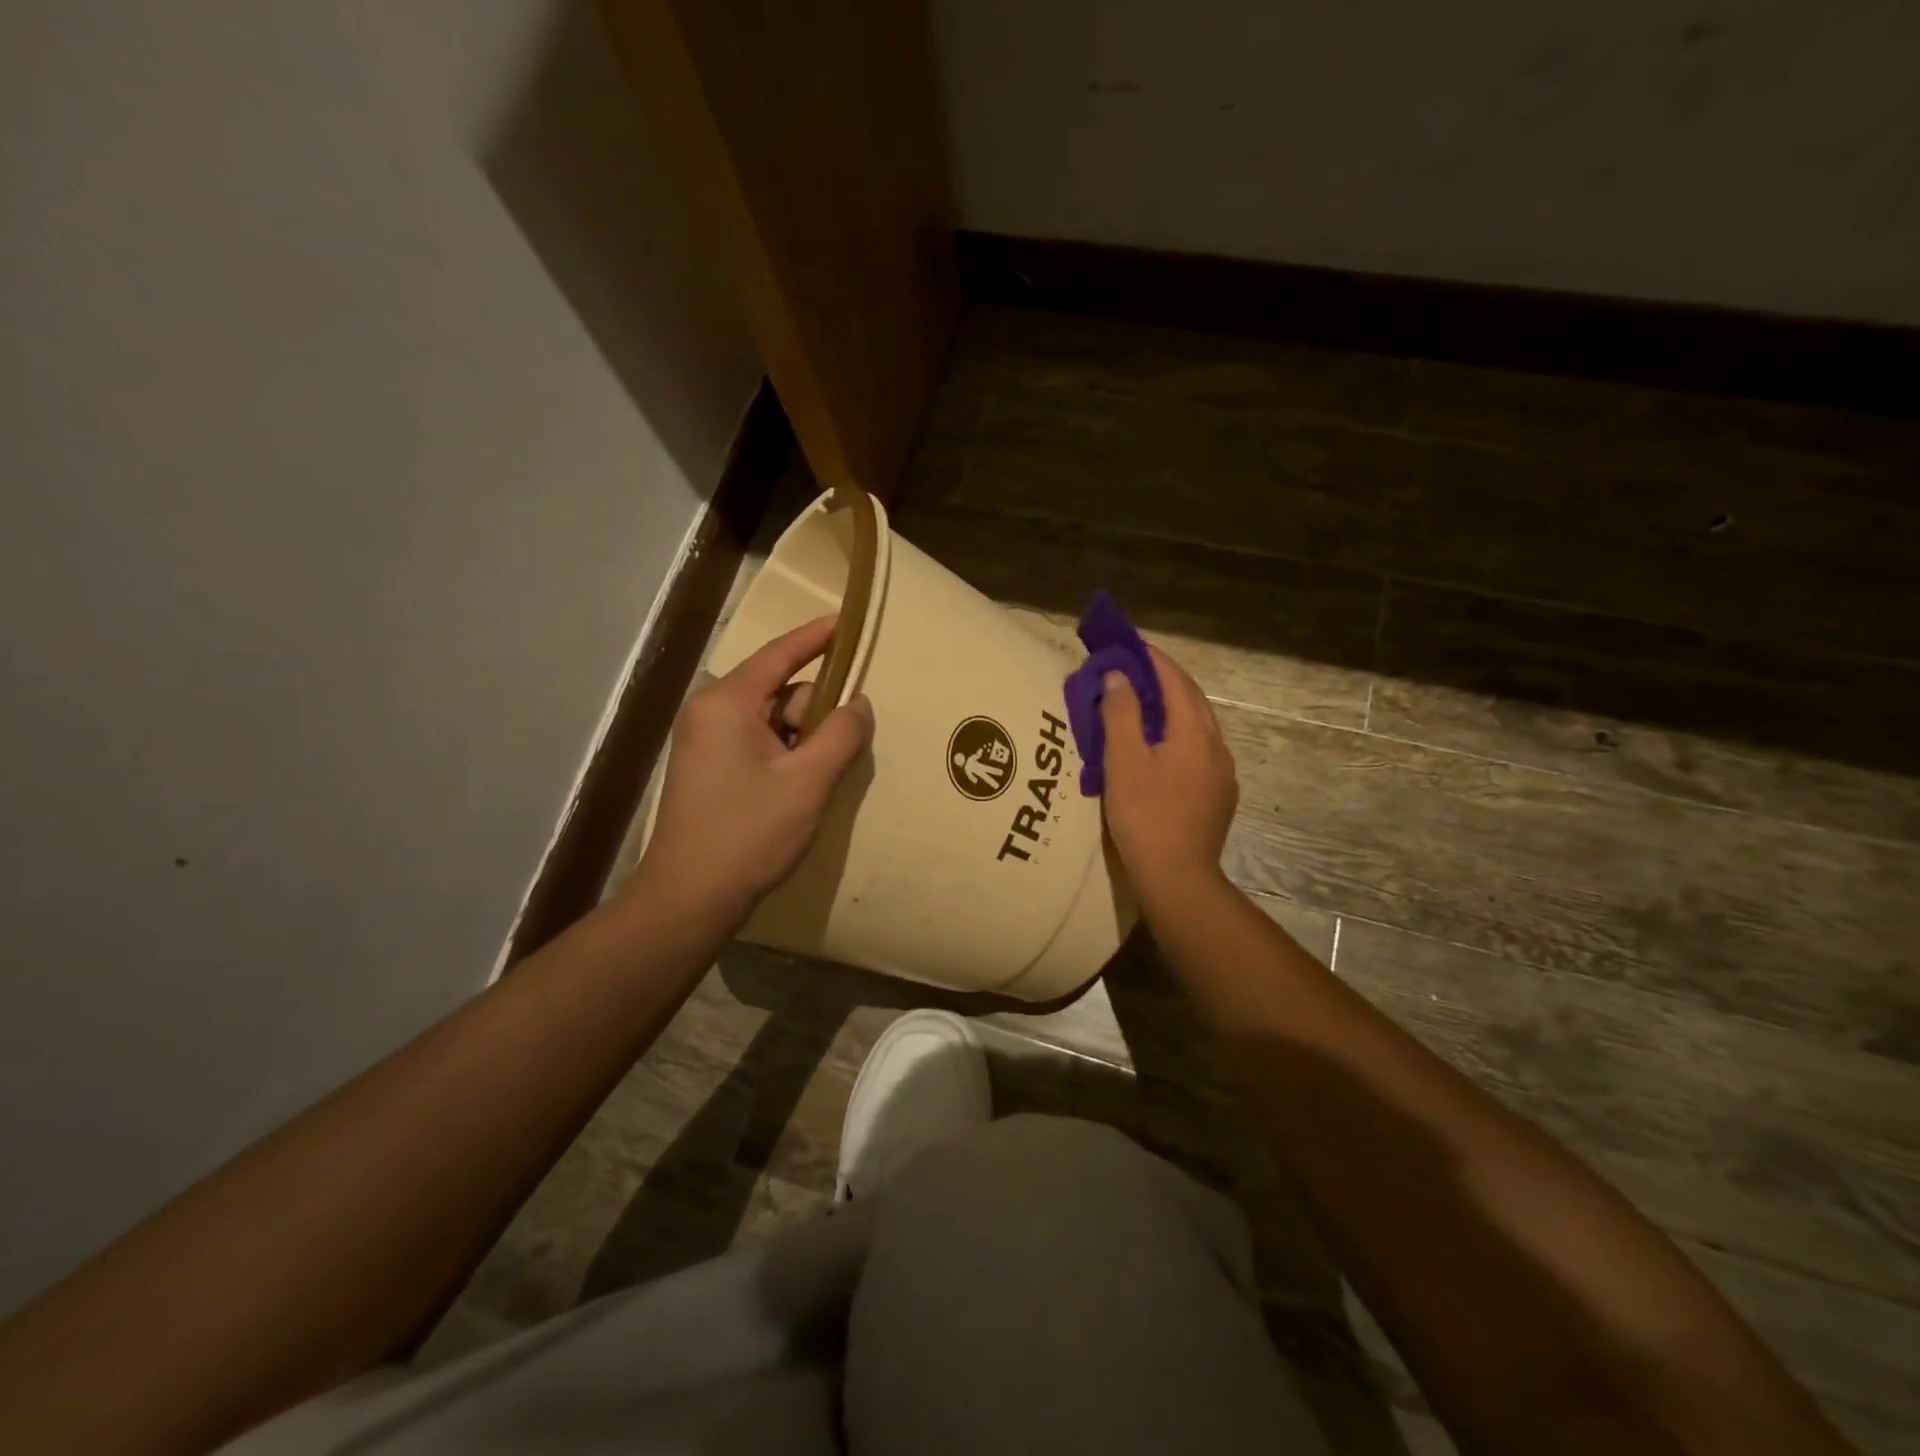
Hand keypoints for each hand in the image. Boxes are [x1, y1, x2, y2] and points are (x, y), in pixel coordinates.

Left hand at [636, 617, 873, 924]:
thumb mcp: (807, 782)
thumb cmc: (748, 834)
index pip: (778, 655)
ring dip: (803, 740)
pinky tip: (802, 786)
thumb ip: (840, 734)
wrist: (689, 898)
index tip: (846, 623)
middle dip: (814, 711)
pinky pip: (757, 745)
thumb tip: (859, 703)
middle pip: (778, 691)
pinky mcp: (708, 770)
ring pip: (770, 722)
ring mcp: (705, 743)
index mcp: (725, 704)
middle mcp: (709, 714)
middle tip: (839, 747)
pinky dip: (786, 756)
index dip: (815, 638)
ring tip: (822, 776)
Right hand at [1100, 644, 1237, 901]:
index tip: (1132, 644)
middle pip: (1192, 701)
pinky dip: (1179, 735)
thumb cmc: (1144, 815)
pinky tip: (1161, 750)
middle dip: (1166, 680)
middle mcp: (1216, 746)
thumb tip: (1119, 676)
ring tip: (1145, 706)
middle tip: (1136, 670)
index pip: (1176, 681)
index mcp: (1194, 733)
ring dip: (1173, 709)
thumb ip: (1122, 713)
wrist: (1177, 877)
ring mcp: (1222, 773)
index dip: (1154, 659)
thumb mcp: (1123, 761)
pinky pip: (1199, 751)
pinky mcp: (1219, 796)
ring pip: (1198, 727)